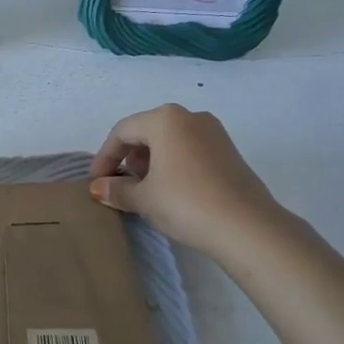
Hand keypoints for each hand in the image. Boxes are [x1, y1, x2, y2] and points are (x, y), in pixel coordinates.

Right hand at [87, 104, 285, 258]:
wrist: (247, 226)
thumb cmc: (185, 203)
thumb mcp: (143, 198)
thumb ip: (116, 190)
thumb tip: (98, 188)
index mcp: (165, 119)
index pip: (122, 132)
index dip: (104, 157)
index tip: (96, 183)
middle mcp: (190, 116)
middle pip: (147, 132)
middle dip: (128, 158)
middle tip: (120, 185)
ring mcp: (214, 132)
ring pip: (170, 140)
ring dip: (150, 162)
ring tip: (144, 190)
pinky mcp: (229, 151)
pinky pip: (189, 150)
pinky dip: (173, 165)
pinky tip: (171, 191)